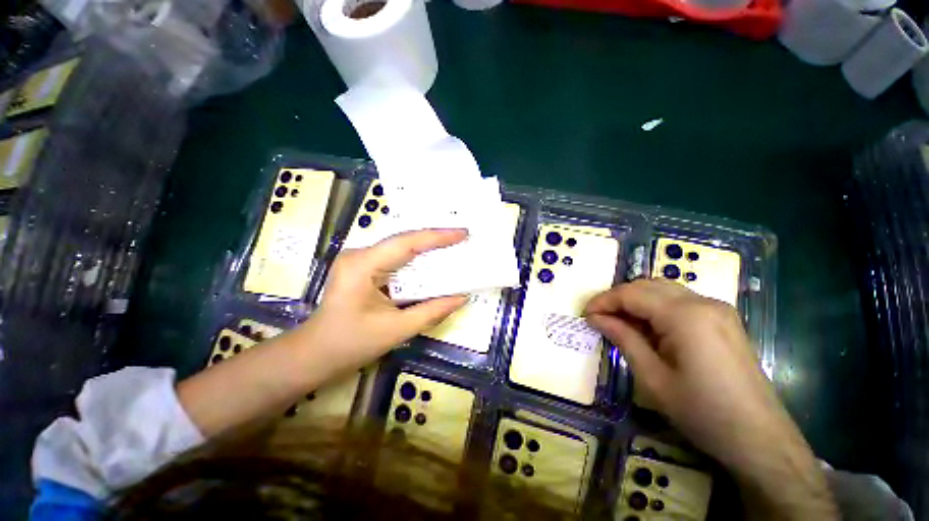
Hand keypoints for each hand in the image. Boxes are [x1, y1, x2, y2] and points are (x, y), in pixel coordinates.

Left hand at [304, 229, 468, 371]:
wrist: (315, 354)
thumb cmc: (350, 344)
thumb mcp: (396, 329)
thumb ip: (432, 311)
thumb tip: (462, 297)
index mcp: (362, 265)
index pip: (406, 243)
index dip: (437, 236)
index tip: (463, 233)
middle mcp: (359, 255)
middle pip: (404, 241)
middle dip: (435, 240)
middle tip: (462, 239)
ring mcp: (359, 260)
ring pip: (400, 248)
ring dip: (427, 249)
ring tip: (453, 247)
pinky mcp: (363, 268)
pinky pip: (395, 259)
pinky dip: (416, 261)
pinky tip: (432, 262)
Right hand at [585, 280, 837, 518]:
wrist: (760, 438)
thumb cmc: (702, 411)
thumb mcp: (653, 378)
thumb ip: (623, 338)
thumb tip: (596, 318)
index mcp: (685, 315)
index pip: (632, 294)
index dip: (603, 301)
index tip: (585, 314)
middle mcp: (703, 302)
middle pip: (647, 286)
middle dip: (618, 298)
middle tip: (599, 318)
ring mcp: (717, 308)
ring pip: (663, 290)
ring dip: (636, 301)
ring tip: (619, 323)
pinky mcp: (722, 319)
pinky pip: (679, 301)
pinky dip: (655, 307)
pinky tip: (648, 328)